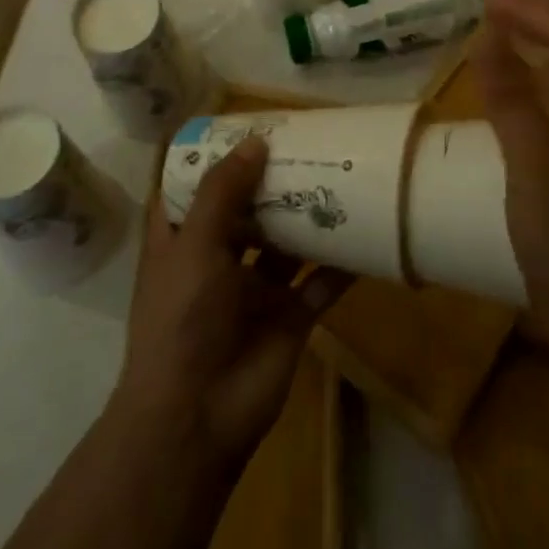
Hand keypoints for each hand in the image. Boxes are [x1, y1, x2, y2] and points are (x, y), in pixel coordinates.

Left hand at [113, 137, 349, 469]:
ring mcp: (255, 291)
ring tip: (343, 176)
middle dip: (275, 182)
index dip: (217, 160)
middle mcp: (218, 261)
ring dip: (310, 216)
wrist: (196, 419)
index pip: (195, 190)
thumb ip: (223, 193)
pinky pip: (320, 283)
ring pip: (287, 243)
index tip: (249, 128)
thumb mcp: (193, 246)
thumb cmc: (181, 321)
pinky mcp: (289, 318)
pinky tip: (368, 234)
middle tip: (311, 144)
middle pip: (249, 211)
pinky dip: (342, 263)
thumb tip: (255, 142)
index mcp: (182, 243)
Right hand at [473, 0, 548, 356]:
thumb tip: (488, 36)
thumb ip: (510, 96)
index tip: (487, 3)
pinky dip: (548, 74)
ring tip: (504, 33)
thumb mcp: (531, 165)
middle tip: (493, 11)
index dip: (533, 11)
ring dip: (546, 42)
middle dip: (542, 18)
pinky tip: (524, 81)